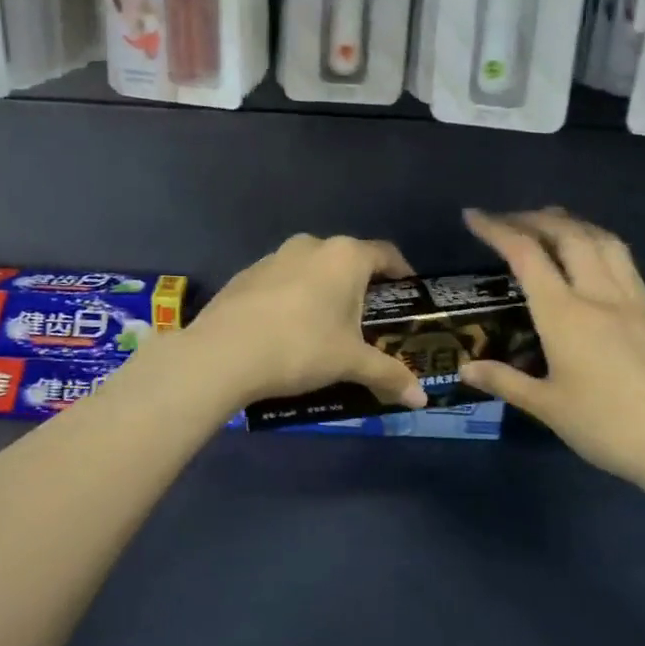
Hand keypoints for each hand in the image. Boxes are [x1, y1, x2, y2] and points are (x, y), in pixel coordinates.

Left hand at [183, 234, 428, 411]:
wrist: (223, 353)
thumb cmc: (301, 347)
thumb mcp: (350, 363)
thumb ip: (388, 375)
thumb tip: (421, 400)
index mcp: (344, 256)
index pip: (386, 254)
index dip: (402, 273)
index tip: (407, 295)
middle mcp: (311, 246)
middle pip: (347, 260)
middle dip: (360, 287)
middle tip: (368, 321)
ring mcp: (273, 257)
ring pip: (311, 269)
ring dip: (323, 291)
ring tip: (326, 328)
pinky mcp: (245, 276)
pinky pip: (281, 282)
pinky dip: (292, 299)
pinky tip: (286, 331)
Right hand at [459, 208, 644, 496]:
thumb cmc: (607, 427)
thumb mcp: (547, 407)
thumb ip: (504, 381)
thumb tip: (465, 368)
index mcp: (565, 314)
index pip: (526, 255)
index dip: (496, 229)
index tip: (474, 216)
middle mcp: (599, 294)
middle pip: (567, 234)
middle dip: (533, 218)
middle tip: (508, 219)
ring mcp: (634, 299)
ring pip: (603, 240)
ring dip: (572, 223)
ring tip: (551, 222)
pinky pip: (624, 260)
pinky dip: (598, 243)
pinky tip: (593, 258)